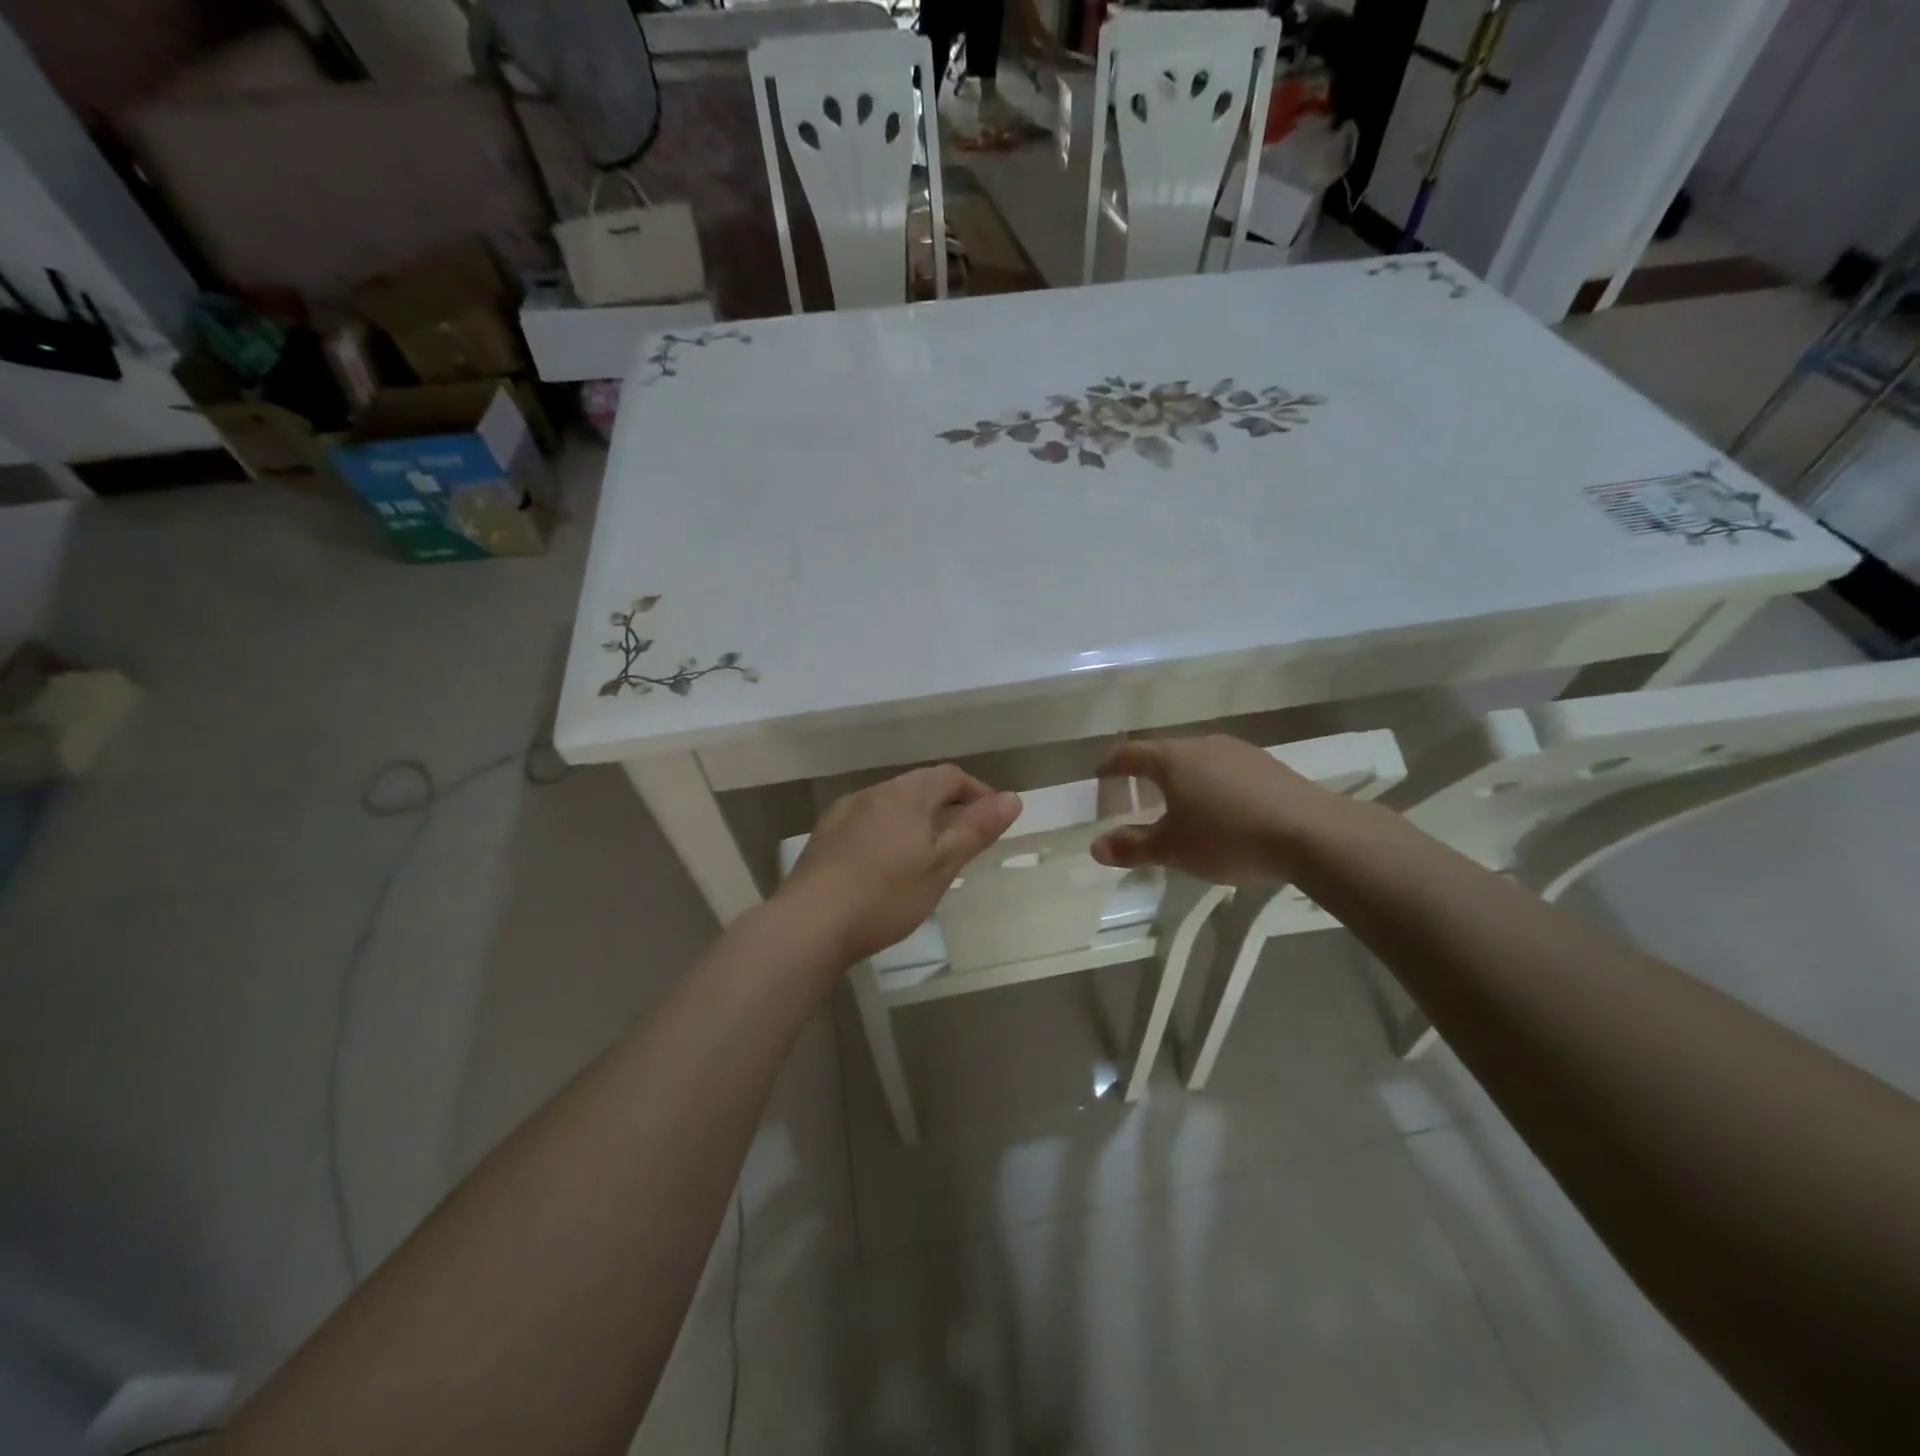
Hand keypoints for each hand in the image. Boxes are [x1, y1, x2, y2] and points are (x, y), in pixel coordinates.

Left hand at [783, 765, 1022, 964]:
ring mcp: (845, 812)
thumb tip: (1012, 798)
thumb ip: (976, 829)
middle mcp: (874, 792)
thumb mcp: (941, 865)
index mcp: (906, 794)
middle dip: (947, 807)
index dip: (977, 792)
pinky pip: (868, 821)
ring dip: (916, 820)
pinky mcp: (825, 835)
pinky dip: (888, 832)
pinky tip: (885, 865)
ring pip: (892, 804)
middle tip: (963, 843)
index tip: (991, 821)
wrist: (810, 923)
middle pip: (920, 787)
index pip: (951, 776)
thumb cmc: (886, 894)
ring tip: (927, 856)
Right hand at [1091, 736, 1339, 884]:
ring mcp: (1238, 751)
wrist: (1311, 832)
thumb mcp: (1173, 849)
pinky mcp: (1267, 764)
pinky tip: (1222, 809)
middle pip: (1164, 753)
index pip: (1130, 754)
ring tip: (1180, 804)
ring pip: (1197, 760)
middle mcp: (1202, 744)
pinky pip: (1225, 769)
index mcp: (1172, 759)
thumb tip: (1096, 847)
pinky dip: (1212, 784)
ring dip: (1182, 778)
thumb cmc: (1227, 837)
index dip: (1111, 765)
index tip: (1101, 776)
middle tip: (1137, 795)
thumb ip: (1133, 847)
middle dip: (1146, 773)